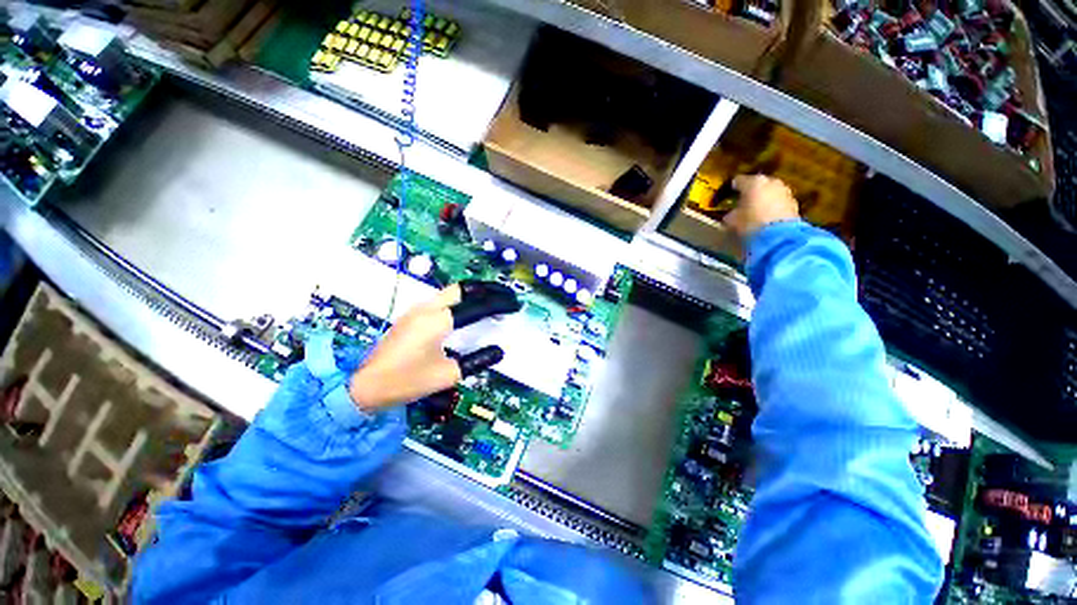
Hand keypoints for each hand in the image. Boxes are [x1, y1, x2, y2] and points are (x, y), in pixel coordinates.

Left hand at [348, 281, 521, 410]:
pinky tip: (467, 312)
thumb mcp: (447, 375)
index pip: (478, 306)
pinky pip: (441, 300)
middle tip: (505, 296)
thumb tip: (499, 351)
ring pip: (451, 292)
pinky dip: (460, 301)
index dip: (500, 304)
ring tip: (491, 302)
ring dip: (473, 293)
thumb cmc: (406, 381)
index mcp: (439, 321)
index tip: (515, 305)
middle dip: (487, 289)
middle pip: (463, 288)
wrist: (364, 386)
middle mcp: (428, 309)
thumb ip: (477, 361)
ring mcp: (417, 310)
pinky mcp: (411, 316)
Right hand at [723, 175, 799, 239]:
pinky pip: (779, 202)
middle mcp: (771, 182)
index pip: (738, 180)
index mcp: (753, 182)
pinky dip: (773, 207)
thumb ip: (730, 214)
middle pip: (758, 184)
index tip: (727, 195)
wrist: (779, 237)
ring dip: (764, 199)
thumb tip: (730, 214)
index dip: (732, 188)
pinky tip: (767, 217)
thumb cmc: (749, 224)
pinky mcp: (794, 204)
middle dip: (751, 192)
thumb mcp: (731, 221)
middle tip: (743, 202)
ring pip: (770, 192)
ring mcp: (785, 192)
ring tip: (756, 211)